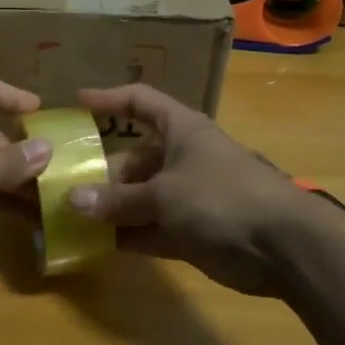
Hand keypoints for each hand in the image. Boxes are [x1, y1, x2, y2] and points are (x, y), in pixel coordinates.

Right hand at [68, 85, 316, 295]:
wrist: (283, 246)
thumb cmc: (222, 197)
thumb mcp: (164, 193)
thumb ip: (118, 199)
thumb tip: (72, 201)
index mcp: (180, 130)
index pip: (140, 102)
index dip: (109, 99)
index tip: (76, 103)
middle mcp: (181, 158)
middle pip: (132, 158)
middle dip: (100, 173)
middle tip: (61, 187)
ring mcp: (186, 196)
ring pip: (138, 198)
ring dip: (109, 208)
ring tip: (67, 218)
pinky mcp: (190, 231)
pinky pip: (149, 229)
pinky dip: (126, 235)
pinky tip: (93, 244)